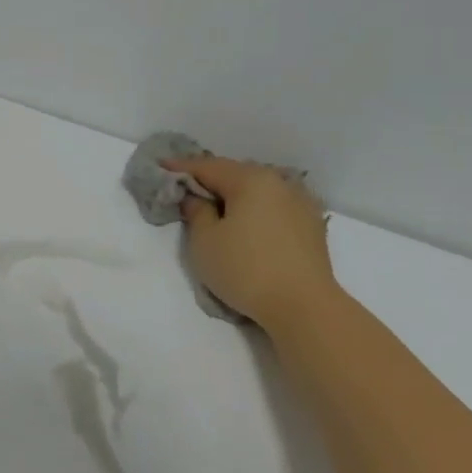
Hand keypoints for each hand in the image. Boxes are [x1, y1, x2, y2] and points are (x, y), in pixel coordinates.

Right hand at [164, 155, 338, 328]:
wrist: (303, 306)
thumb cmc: (245, 269)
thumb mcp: (205, 241)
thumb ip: (196, 212)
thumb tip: (196, 199)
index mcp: (251, 180)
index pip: (208, 167)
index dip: (181, 168)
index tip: (160, 167)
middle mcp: (279, 182)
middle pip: (236, 174)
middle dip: (210, 179)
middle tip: (186, 188)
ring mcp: (300, 203)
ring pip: (258, 190)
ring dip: (235, 194)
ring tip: (216, 205)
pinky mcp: (311, 225)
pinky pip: (274, 206)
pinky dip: (256, 208)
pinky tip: (248, 221)